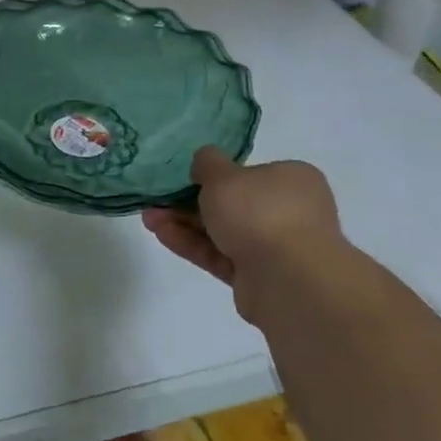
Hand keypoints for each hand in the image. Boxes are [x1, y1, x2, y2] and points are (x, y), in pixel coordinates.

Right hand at [142, 148, 344, 323]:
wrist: (288, 279)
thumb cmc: (260, 212)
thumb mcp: (224, 175)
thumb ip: (208, 163)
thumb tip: (204, 162)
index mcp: (292, 181)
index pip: (252, 173)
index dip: (218, 175)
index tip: (188, 177)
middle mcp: (289, 212)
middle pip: (233, 204)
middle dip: (190, 202)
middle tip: (158, 200)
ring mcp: (275, 247)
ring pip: (222, 231)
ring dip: (184, 224)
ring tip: (148, 218)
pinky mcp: (258, 276)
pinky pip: (219, 255)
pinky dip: (192, 244)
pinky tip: (161, 234)